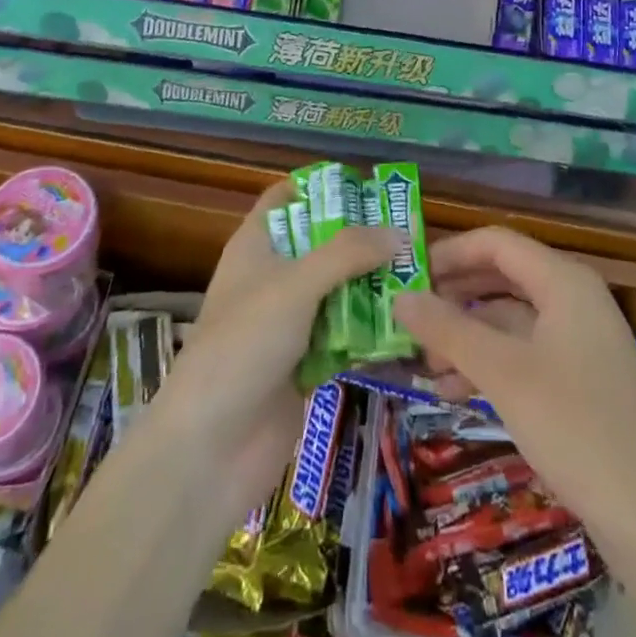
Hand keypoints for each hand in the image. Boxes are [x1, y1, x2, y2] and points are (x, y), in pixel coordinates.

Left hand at [162, 180, 397, 514]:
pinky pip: (346, 335)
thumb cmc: (243, 345)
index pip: (287, 198)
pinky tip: (411, 325)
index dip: (323, 187)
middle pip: (323, 244)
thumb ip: (348, 253)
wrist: (211, 449)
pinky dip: (372, 331)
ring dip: (375, 286)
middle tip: (414, 234)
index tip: (370, 187)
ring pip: (339, 290)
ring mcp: (290, 322)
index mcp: (257, 245)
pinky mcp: (306, 362)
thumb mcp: (295, 285)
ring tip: (424, 276)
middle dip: (364, 240)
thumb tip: (400, 233)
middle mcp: (274, 277)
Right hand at [391, 227, 635, 538]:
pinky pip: (523, 354)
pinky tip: (453, 392)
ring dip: (466, 337)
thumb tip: (399, 297)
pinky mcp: (579, 380)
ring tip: (422, 365)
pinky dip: (489, 365)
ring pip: (510, 321)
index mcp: (563, 280)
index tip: (406, 275)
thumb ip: (448, 330)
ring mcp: (579, 341)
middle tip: (407, 321)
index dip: (449, 252)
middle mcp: (573, 299)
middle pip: (501, 278)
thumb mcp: (504, 374)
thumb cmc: (576, 427)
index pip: (496, 242)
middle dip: (453, 297)